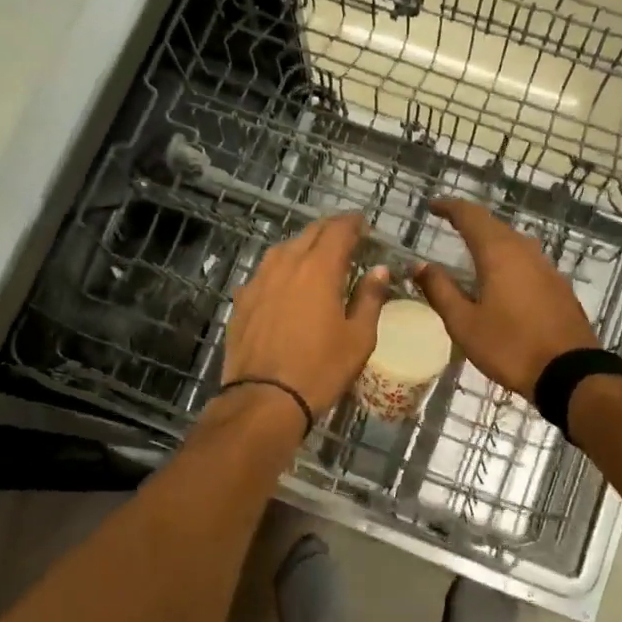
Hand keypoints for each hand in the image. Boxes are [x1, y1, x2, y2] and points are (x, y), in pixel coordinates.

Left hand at [222, 215, 387, 423]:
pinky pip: (265, 272)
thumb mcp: (359, 338)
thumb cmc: (320, 369)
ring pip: (283, 249)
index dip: (353, 223)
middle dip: (330, 230)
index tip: (364, 225)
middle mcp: (286, 264)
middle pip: (309, 233)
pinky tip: (287, 285)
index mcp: (319, 268)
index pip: (338, 229)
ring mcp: (259, 280)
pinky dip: (282, 270)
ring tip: (317, 259)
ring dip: (304, 247)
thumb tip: (380, 270)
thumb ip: (370, 298)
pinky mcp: (242, 300)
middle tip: (346, 239)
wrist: (264, 399)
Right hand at [414, 199, 597, 399]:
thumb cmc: (509, 346)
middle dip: (471, 223)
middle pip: (495, 226)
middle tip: (450, 226)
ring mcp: (547, 268)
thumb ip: (440, 290)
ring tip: (473, 253)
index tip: (433, 206)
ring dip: (492, 241)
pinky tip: (502, 279)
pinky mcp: (559, 287)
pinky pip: (528, 262)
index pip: (471, 216)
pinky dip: (509, 260)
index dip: (450, 207)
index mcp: (499, 254)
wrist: (569, 373)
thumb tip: (420, 265)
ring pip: (515, 243)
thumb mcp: (464, 323)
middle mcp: (525, 252)